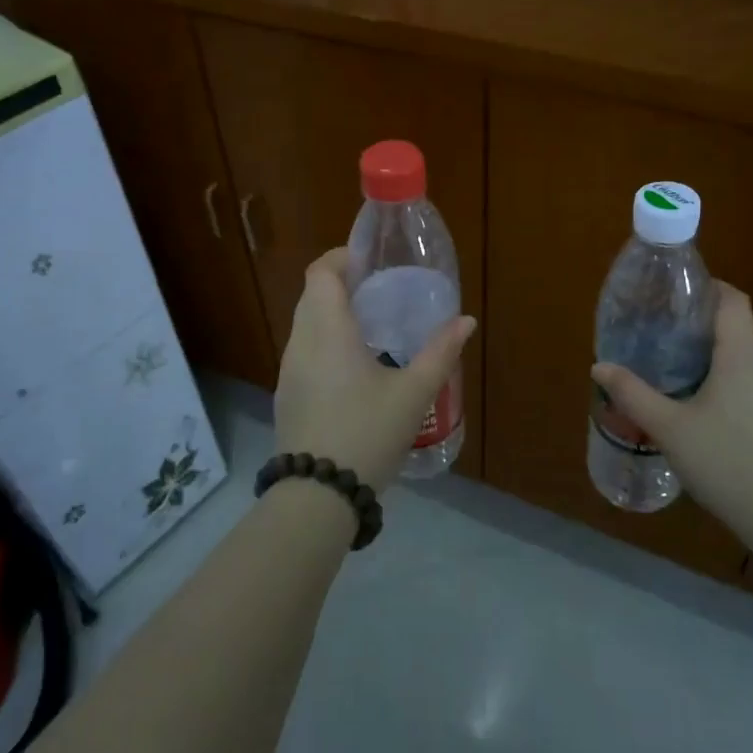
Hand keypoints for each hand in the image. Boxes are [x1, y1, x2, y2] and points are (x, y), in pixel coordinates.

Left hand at [274, 249, 475, 492]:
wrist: (317, 495)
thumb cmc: (367, 433)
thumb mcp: (413, 394)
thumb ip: (440, 353)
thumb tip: (465, 321)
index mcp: (327, 331)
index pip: (320, 272)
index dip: (341, 257)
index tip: (370, 262)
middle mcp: (300, 342)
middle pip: (312, 295)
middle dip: (342, 285)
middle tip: (380, 293)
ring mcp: (288, 370)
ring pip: (306, 324)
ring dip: (333, 315)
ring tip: (372, 329)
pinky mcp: (287, 394)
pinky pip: (304, 351)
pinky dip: (326, 342)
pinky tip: (354, 368)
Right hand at [591, 282, 752, 539]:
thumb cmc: (725, 460)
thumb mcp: (668, 426)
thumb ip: (632, 393)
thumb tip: (599, 366)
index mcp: (741, 355)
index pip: (733, 300)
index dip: (708, 288)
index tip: (676, 292)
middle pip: (736, 327)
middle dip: (700, 323)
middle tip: (661, 331)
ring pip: (744, 357)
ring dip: (713, 353)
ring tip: (674, 366)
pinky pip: (751, 382)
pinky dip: (726, 379)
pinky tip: (701, 405)